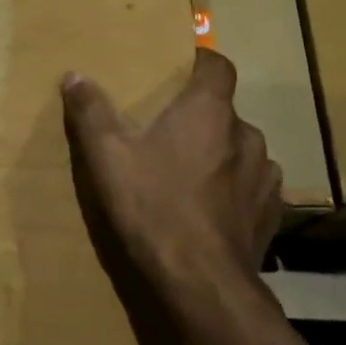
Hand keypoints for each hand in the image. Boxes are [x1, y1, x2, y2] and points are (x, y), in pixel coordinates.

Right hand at [61, 49, 283, 312]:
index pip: (218, 66)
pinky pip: (253, 187)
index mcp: (208, 111)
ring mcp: (265, 174)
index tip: (182, 70)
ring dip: (221, 155)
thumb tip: (74, 75)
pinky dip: (235, 189)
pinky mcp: (271, 212)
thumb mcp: (107, 157)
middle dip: (201, 119)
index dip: (201, 63)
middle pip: (225, 112)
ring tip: (191, 177)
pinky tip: (212, 210)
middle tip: (169, 137)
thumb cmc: (153, 206)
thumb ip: (91, 111)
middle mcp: (246, 134)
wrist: (201, 281)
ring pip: (241, 150)